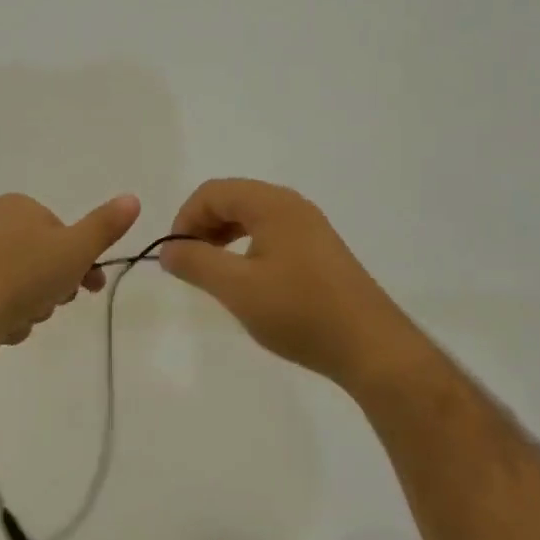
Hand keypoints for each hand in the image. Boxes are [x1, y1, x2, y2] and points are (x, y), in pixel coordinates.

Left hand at [0, 192, 141, 354]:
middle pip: (41, 260)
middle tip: (57, 302)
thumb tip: (133, 198)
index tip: (92, 285)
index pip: (61, 232)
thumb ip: (105, 226)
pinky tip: (4, 328)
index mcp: (16, 206)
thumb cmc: (23, 274)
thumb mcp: (76, 249)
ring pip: (20, 285)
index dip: (81, 260)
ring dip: (32, 306)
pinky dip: (6, 316)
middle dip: (55, 287)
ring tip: (25, 318)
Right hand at [160, 179, 414, 386]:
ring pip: (251, 217)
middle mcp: (292, 205)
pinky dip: (247, 247)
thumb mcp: (237, 289)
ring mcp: (309, 226)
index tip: (175, 256)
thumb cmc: (300, 312)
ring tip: (213, 273)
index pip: (212, 192)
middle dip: (202, 226)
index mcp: (272, 204)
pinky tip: (247, 280)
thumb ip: (196, 263)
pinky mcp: (319, 249)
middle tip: (190, 265)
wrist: (371, 347)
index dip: (185, 218)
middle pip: (232, 199)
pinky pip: (271, 233)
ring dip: (223, 237)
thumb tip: (167, 249)